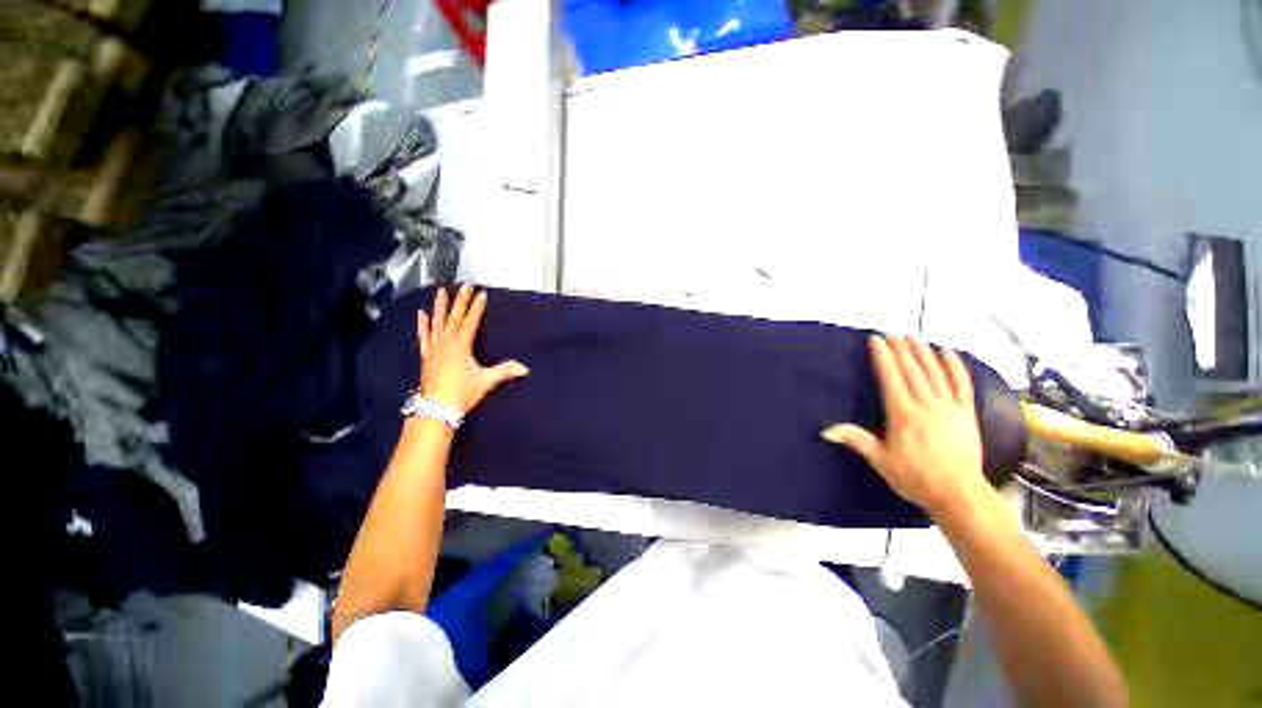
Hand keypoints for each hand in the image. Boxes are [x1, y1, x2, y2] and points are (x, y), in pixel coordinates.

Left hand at [417, 284, 528, 413]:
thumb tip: (525, 368)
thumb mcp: (486, 381)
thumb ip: (505, 371)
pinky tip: (422, 313)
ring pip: (437, 322)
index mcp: (461, 345)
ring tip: (441, 290)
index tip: (482, 294)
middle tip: (464, 285)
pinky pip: (424, 335)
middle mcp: (446, 342)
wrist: (435, 408)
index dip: (477, 307)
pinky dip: (423, 324)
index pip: (471, 321)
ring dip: (440, 306)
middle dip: (460, 300)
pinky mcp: (427, 355)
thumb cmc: (462, 392)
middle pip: (454, 317)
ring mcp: (434, 347)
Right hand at [822, 335, 991, 518]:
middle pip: (912, 370)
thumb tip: (826, 431)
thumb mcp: (880, 460)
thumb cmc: (916, 478)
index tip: (876, 340)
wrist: (959, 495)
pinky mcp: (966, 414)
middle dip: (900, 349)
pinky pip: (961, 385)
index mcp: (903, 414)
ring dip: (923, 352)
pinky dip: (955, 367)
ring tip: (914, 336)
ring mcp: (949, 408)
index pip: (890, 378)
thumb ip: (855, 440)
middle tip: (891, 333)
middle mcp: (926, 406)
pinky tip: (949, 353)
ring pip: (935, 373)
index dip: (882, 357)